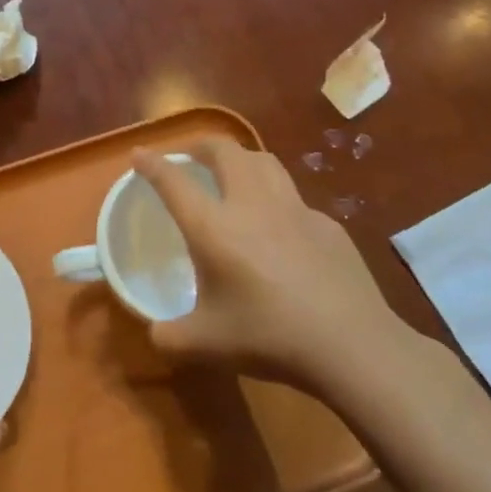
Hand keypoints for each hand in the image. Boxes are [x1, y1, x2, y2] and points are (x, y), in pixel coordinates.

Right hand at [130, 140, 422, 402]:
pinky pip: (294, 199)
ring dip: (241, 159)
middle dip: (201, 146)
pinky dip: (276, 201)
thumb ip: (168, 336)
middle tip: (190, 158)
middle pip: (224, 151)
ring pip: (265, 162)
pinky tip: (280, 230)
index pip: (173, 181)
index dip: (151, 163)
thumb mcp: (203, 345)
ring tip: (233, 174)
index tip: (138, 154)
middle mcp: (251, 205)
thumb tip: (156, 332)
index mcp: (213, 227)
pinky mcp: (328, 225)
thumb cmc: (268, 337)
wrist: (351, 345)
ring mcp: (295, 210)